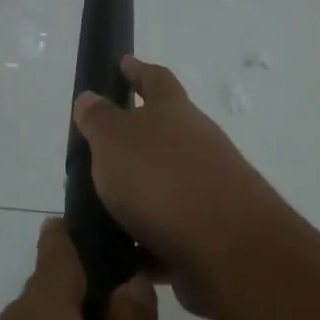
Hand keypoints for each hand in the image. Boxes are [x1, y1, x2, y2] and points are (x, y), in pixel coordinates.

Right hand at [73, 55, 286, 285]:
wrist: (228, 248)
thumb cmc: (162, 180)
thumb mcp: (115, 142)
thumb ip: (99, 120)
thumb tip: (91, 97)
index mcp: (174, 113)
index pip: (156, 79)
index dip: (138, 70)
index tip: (123, 62)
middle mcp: (198, 143)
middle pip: (165, 133)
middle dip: (135, 141)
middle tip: (100, 152)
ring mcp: (210, 187)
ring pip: (167, 185)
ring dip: (140, 196)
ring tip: (103, 212)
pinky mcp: (213, 231)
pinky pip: (171, 232)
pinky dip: (149, 241)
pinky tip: (126, 257)